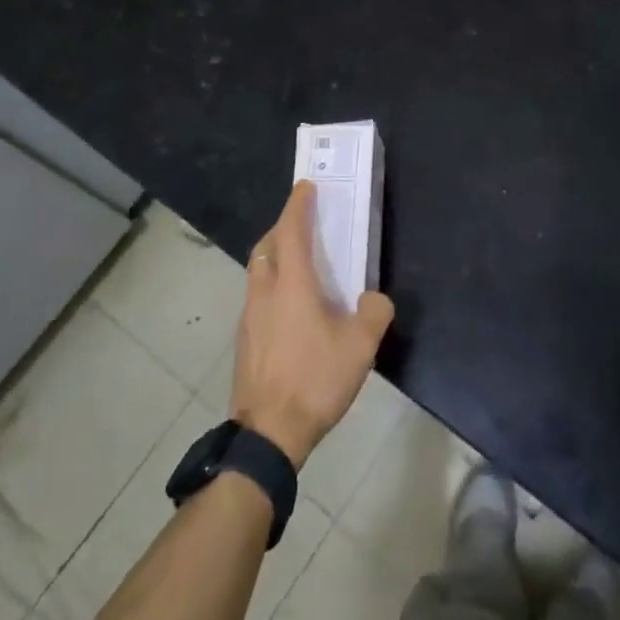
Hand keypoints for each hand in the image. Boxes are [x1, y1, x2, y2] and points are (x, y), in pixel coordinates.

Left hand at [229, 182, 394, 468]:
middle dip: (281, 228)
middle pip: (266, 247)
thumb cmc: (315, 380)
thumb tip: (374, 299)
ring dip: (274, 257)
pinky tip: (290, 308)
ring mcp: (249, 317)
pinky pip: (257, 297)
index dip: (298, 206)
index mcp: (292, 285)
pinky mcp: (245, 340)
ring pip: (258, 272)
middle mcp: (264, 292)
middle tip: (302, 224)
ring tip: (299, 264)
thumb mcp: (360, 346)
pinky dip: (271, 285)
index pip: (291, 232)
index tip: (305, 186)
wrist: (269, 433)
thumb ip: (374, 312)